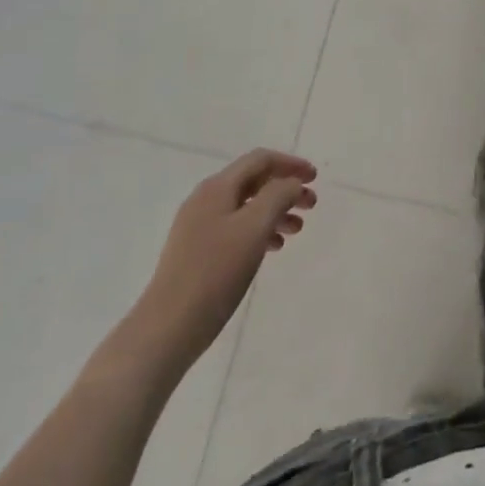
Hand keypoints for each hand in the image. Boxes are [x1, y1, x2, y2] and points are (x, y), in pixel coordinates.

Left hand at [137, 150, 316, 374]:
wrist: (169, 326)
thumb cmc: (216, 272)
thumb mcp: (254, 228)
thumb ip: (278, 196)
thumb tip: (291, 182)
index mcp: (217, 187)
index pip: (260, 160)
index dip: (290, 164)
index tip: (315, 178)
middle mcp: (205, 199)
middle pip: (253, 181)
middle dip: (285, 189)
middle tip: (311, 206)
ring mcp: (198, 225)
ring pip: (246, 206)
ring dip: (275, 211)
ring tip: (297, 230)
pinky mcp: (197, 251)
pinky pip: (236, 228)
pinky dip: (259, 231)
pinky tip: (273, 248)